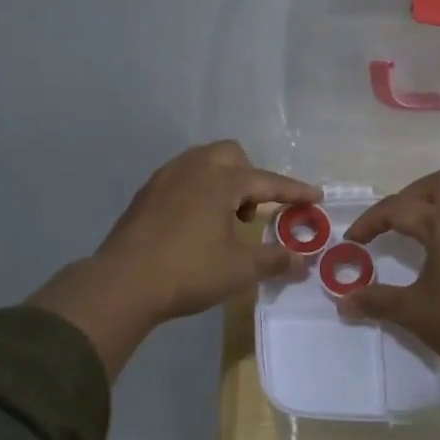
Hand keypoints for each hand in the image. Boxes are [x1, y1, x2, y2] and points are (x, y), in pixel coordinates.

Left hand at [29, 141, 318, 375]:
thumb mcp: (240, 269)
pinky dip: (199, 191)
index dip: (294, 191)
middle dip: (251, 177)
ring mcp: (164, 178)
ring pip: (203, 163)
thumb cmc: (189, 272)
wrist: (122, 283)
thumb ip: (275, 260)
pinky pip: (182, 178)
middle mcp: (193, 168)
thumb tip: (303, 261)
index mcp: (221, 180)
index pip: (268, 181)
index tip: (316, 196)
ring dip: (223, 182)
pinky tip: (196, 225)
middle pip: (231, 155)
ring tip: (226, 219)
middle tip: (255, 211)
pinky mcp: (145, 194)